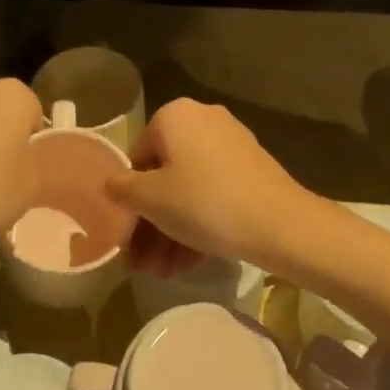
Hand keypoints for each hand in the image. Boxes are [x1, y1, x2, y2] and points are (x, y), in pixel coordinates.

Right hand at [105, 99, 314, 274]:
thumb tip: (110, 184)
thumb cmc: (204, 202)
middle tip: (143, 262)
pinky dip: (198, 222)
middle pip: (164, 175)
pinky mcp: (250, 168)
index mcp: (174, 115)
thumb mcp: (151, 199)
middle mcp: (202, 120)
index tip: (127, 237)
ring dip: (171, 230)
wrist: (279, 223)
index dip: (129, 201)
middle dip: (151, 223)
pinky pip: (213, 192)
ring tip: (162, 273)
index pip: (137, 157)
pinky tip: (187, 263)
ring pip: (188, 188)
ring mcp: (230, 143)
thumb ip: (122, 189)